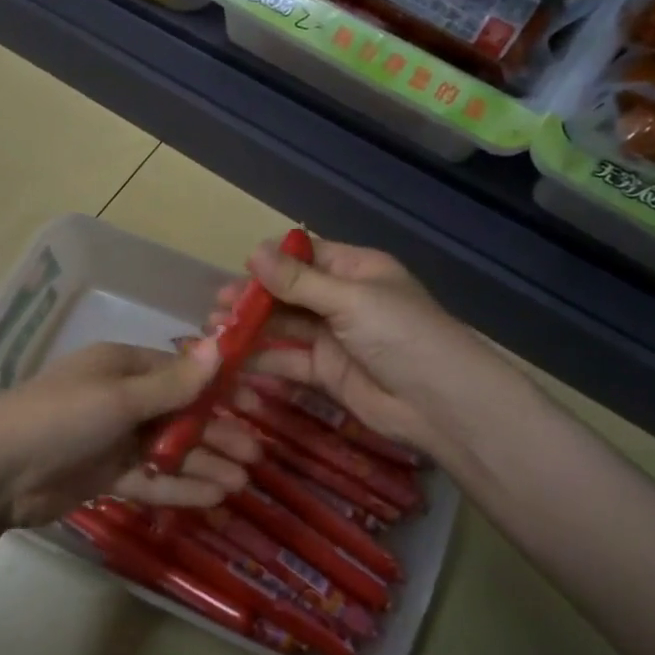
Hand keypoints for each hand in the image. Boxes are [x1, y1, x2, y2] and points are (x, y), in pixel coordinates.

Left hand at [0, 340, 258, 527]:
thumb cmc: (60, 419)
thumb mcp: (119, 397)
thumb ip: (172, 383)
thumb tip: (219, 347)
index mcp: (121, 367)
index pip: (179, 372)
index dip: (217, 388)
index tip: (254, 404)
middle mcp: (120, 399)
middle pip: (178, 413)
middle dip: (216, 432)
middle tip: (255, 454)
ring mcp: (112, 439)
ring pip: (167, 449)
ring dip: (203, 462)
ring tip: (242, 481)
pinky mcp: (104, 474)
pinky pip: (149, 478)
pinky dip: (178, 486)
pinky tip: (212, 498)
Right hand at [215, 236, 468, 450]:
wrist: (440, 403)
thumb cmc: (401, 335)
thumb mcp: (349, 299)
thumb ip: (297, 281)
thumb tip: (251, 251)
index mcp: (356, 271)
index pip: (306, 257)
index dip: (272, 263)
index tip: (237, 271)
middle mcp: (342, 301)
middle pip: (289, 294)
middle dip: (252, 299)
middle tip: (215, 307)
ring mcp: (333, 339)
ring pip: (283, 328)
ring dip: (251, 329)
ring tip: (214, 332)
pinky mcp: (326, 373)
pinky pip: (288, 361)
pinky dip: (261, 360)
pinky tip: (232, 360)